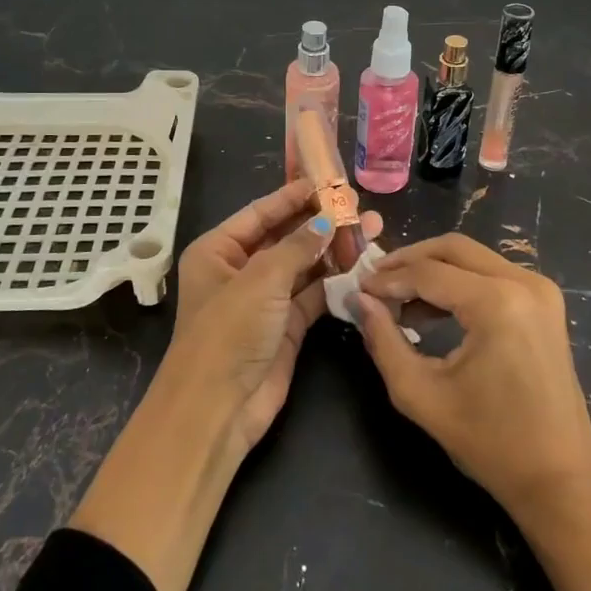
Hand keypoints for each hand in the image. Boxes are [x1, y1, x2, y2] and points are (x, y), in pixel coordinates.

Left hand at [171, 180, 380, 449]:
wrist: (218, 409)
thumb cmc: (229, 332)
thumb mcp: (261, 279)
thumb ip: (298, 246)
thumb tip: (327, 220)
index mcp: (218, 250)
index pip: (261, 213)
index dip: (293, 196)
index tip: (328, 181)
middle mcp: (240, 270)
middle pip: (286, 236)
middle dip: (321, 222)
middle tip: (358, 206)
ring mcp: (265, 299)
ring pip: (305, 265)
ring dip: (335, 249)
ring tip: (372, 229)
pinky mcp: (287, 325)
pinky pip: (315, 293)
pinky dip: (337, 281)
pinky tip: (364, 265)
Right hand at [355, 234, 590, 522]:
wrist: (560, 478)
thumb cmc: (490, 443)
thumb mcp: (421, 395)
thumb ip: (384, 342)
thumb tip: (361, 301)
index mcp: (497, 303)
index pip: (428, 273)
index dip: (388, 278)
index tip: (357, 288)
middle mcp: (524, 283)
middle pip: (453, 249)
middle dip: (409, 261)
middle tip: (375, 281)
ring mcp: (540, 290)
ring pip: (473, 257)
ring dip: (433, 269)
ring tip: (397, 299)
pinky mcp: (545, 302)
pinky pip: (492, 274)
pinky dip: (459, 282)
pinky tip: (431, 309)